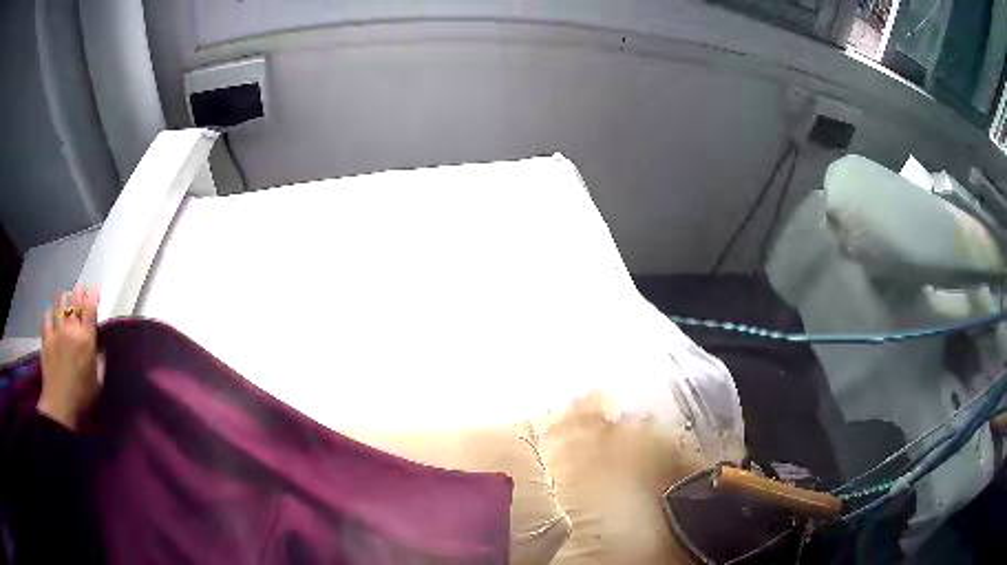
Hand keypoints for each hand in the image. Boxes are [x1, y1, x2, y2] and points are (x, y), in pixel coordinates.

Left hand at [38, 287, 102, 431]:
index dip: (93, 295)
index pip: (90, 309)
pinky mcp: (46, 338)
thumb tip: (101, 345)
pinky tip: (51, 314)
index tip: (95, 288)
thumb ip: (100, 360)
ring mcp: (56, 332)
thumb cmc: (83, 398)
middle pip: (74, 301)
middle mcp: (71, 329)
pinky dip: (50, 312)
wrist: (60, 408)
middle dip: (78, 293)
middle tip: (80, 290)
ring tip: (66, 299)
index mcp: (86, 340)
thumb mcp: (98, 382)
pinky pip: (46, 317)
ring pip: (59, 303)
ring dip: (64, 299)